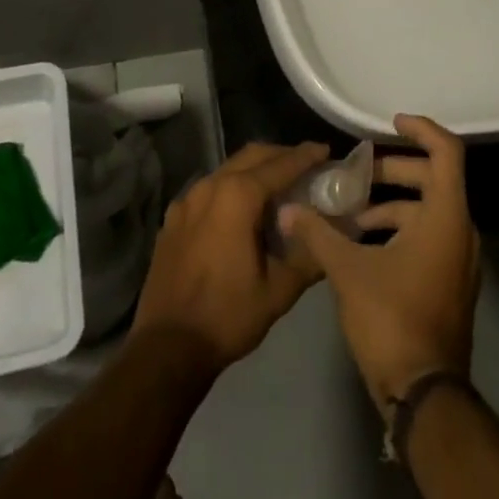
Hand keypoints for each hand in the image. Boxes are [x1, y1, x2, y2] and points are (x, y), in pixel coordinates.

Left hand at [131, 141, 329, 377]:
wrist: (167, 347)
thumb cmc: (227, 315)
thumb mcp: (279, 291)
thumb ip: (309, 256)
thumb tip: (332, 235)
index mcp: (238, 196)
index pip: (280, 165)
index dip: (306, 156)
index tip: (325, 150)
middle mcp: (211, 186)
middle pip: (252, 156)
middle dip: (280, 155)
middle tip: (305, 166)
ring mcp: (187, 199)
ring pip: (228, 169)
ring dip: (255, 170)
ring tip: (276, 187)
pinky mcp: (173, 218)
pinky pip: (208, 190)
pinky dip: (230, 188)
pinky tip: (239, 212)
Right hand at [279, 115, 480, 409]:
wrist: (424, 395)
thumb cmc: (392, 319)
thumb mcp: (348, 271)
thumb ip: (318, 233)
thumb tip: (288, 209)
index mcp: (445, 217)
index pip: (447, 152)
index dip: (421, 130)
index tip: (390, 123)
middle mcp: (460, 231)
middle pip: (434, 179)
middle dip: (395, 170)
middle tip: (357, 172)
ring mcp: (458, 260)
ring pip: (429, 211)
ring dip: (393, 204)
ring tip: (351, 212)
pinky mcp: (450, 283)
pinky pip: (430, 236)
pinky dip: (401, 229)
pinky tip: (363, 244)